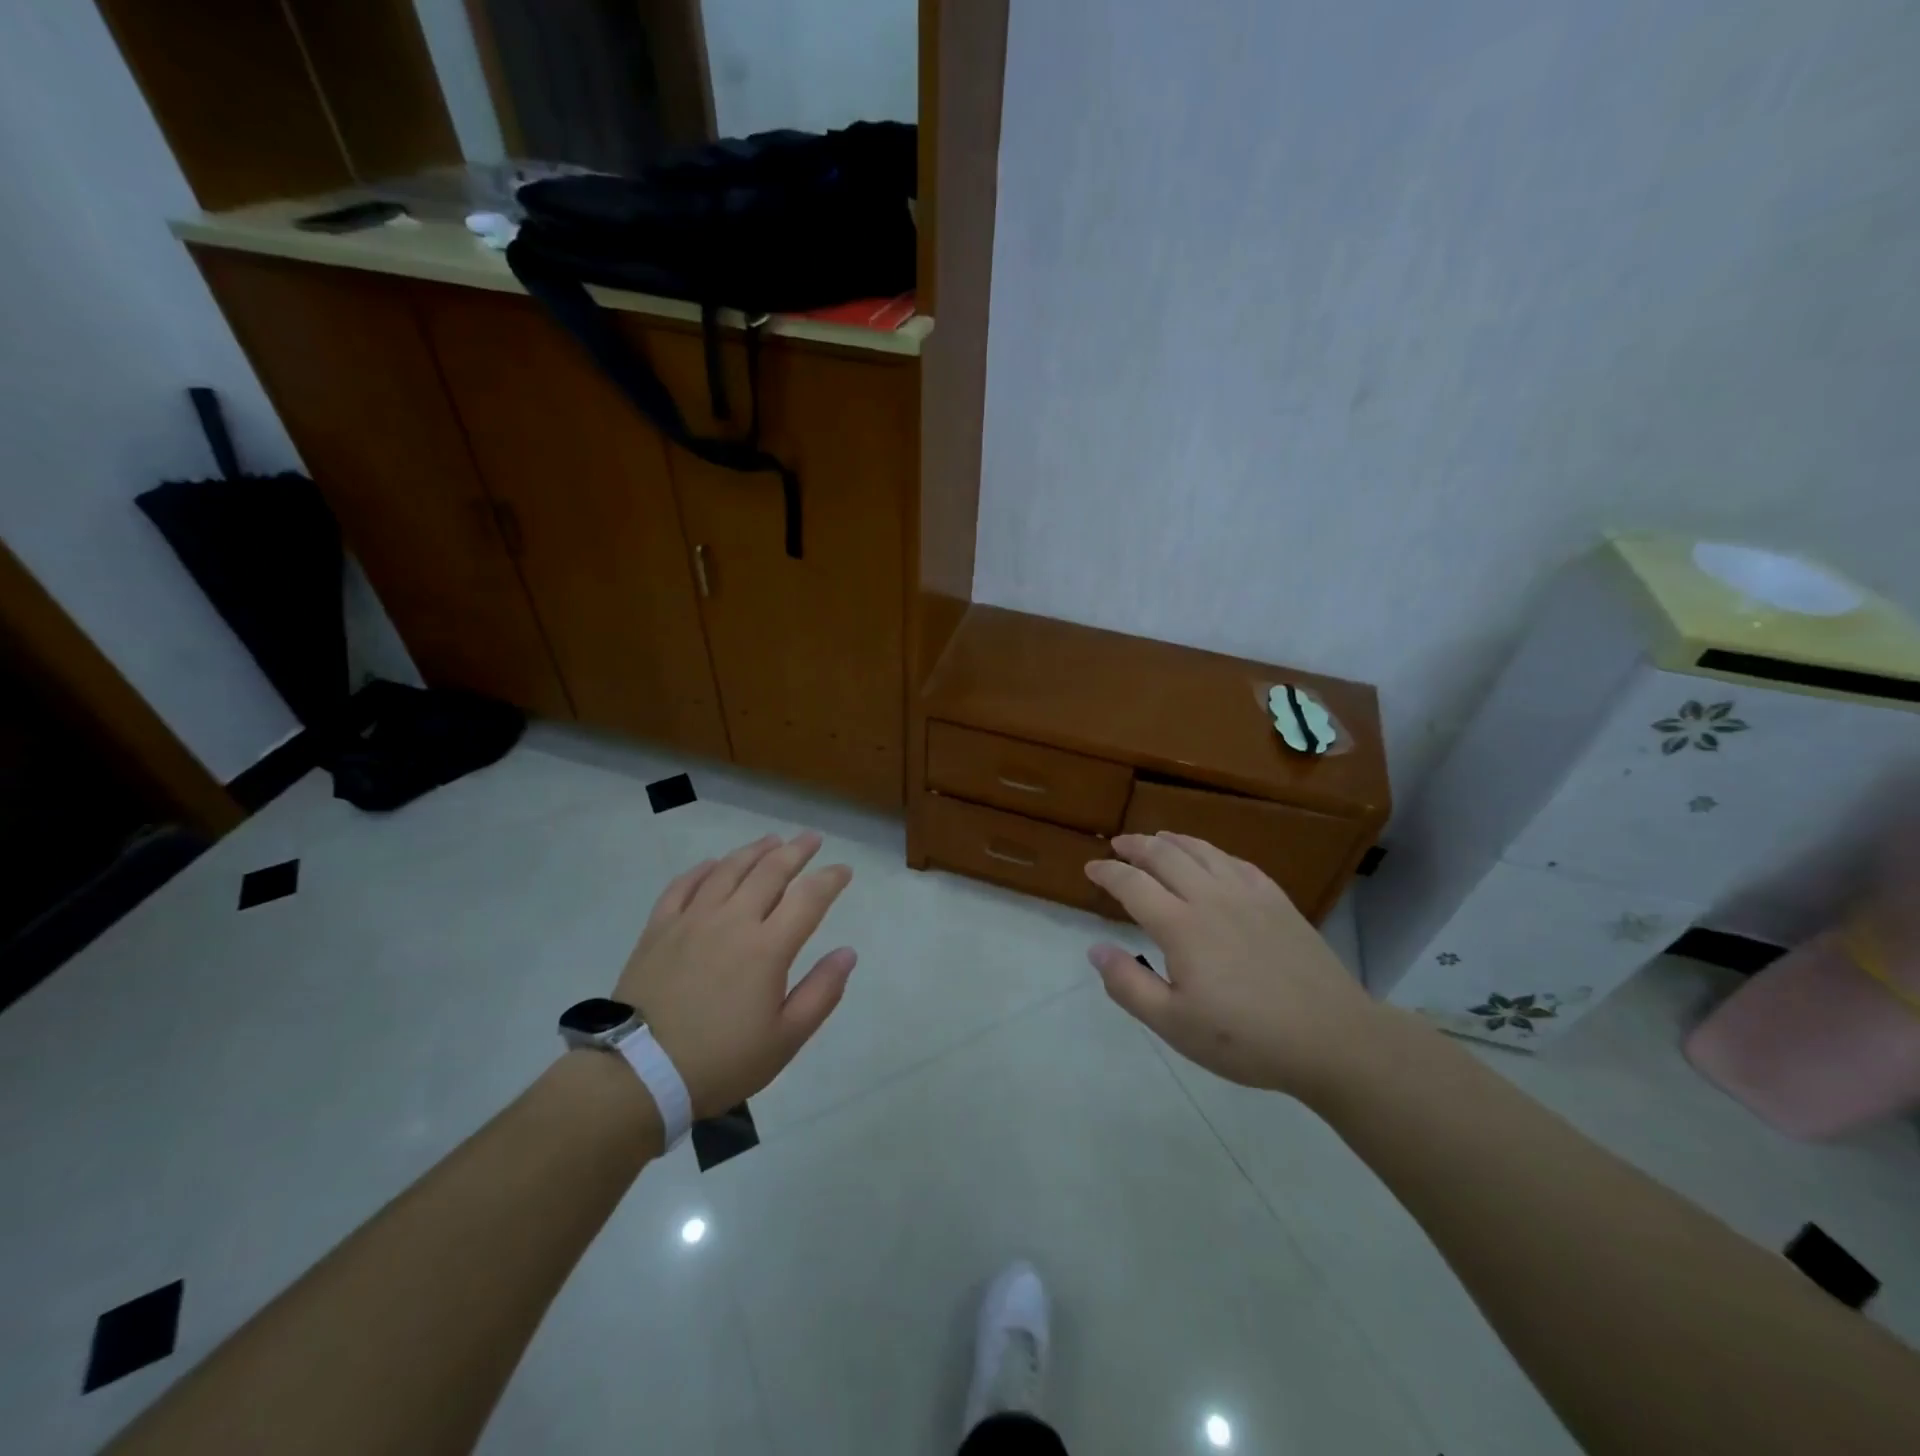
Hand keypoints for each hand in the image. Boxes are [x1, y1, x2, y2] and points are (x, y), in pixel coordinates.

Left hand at [614, 832, 855, 1117]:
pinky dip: (703, 869)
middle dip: (796, 851)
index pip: (809, 898)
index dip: (830, 879)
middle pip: (770, 871)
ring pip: (728, 870)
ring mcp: (691, 920)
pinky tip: (713, 864)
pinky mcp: (658, 929)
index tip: (844, 871)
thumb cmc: (721, 1061)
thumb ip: (821, 992)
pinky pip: (683, 885)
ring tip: (771, 840)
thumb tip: (847, 953)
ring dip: (754, 851)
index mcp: (767, 948)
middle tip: (812, 839)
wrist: (638, 1075)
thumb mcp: (785, 1039)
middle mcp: (732, 921)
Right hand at [1085, 832, 1389, 1103]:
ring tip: (1156, 839)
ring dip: (1172, 840)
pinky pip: (1237, 862)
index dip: (1107, 872)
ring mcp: (1248, 894)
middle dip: (1135, 845)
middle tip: (1117, 844)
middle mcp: (1211, 897)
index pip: (1132, 884)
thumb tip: (1095, 950)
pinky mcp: (1277, 900)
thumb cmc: (1246, 1038)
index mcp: (1181, 926)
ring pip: (1202, 850)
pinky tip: (1211, 858)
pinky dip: (1213, 852)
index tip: (1090, 868)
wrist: (1332, 1037)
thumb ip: (1129, 985)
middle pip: (1165, 855)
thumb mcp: (1175, 1025)